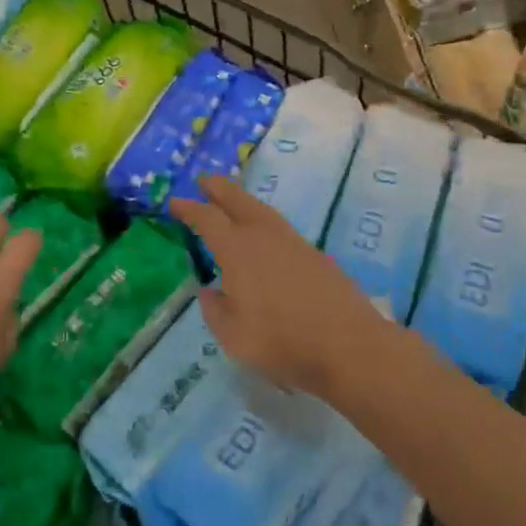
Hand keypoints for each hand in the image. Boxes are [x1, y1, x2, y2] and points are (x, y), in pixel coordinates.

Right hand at [170, 177, 381, 399]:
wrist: (350, 346)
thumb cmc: (283, 341)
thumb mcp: (234, 336)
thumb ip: (216, 311)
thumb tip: (210, 292)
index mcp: (238, 250)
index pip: (208, 219)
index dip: (190, 209)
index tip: (175, 202)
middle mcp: (265, 237)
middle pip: (239, 201)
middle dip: (219, 189)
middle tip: (204, 180)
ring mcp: (295, 244)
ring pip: (264, 211)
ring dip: (244, 202)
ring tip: (233, 202)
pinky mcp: (317, 256)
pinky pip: (281, 228)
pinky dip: (265, 222)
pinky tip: (266, 237)